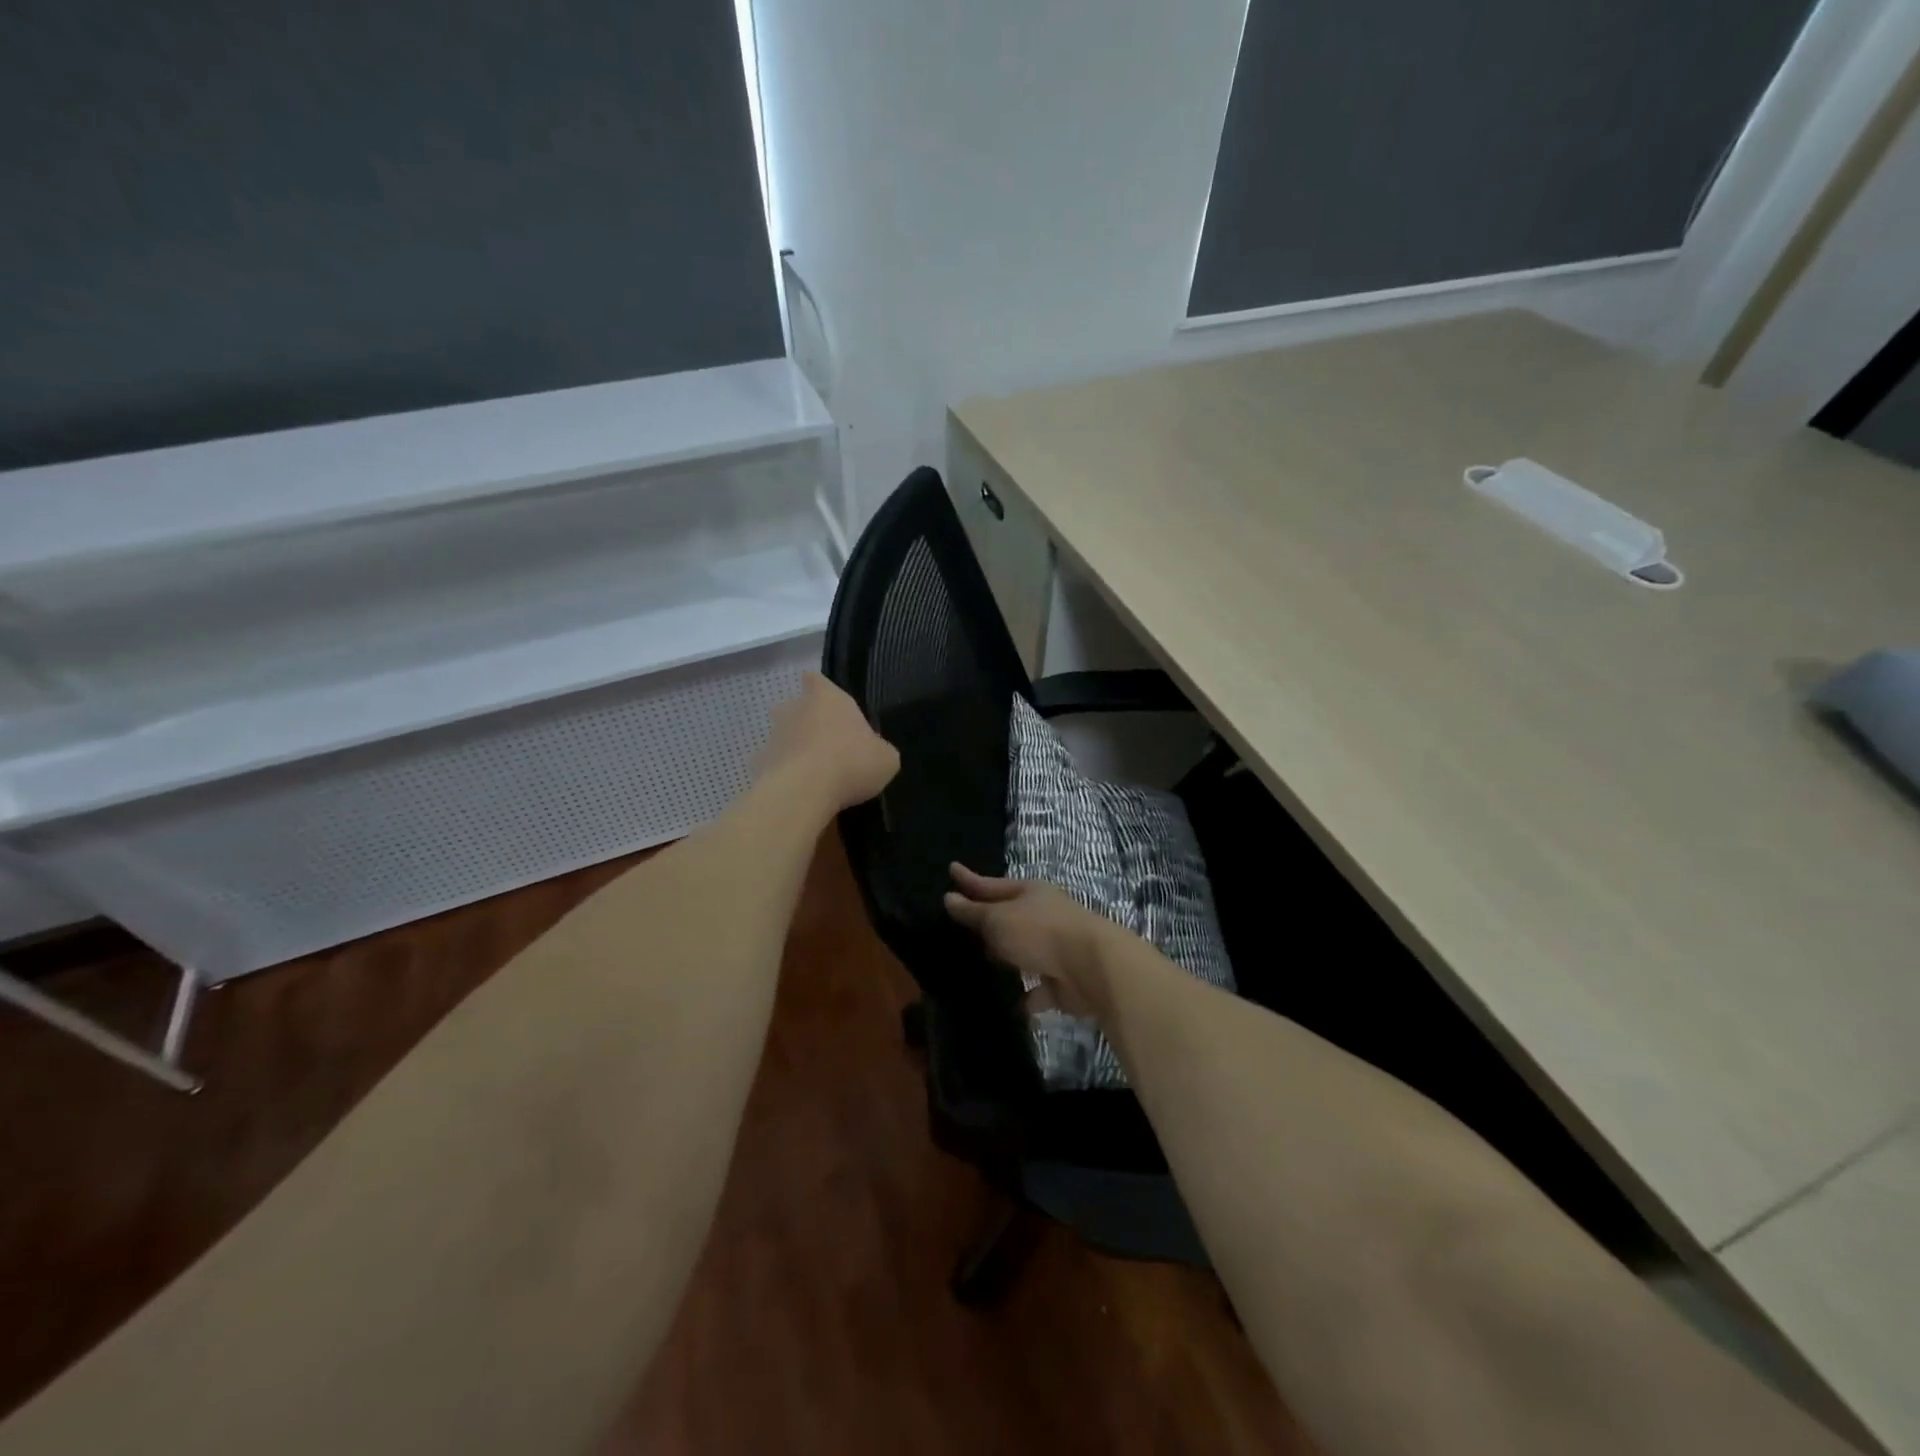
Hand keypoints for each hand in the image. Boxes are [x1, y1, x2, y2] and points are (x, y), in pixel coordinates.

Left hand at [756, 673, 899, 812]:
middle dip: (806, 721)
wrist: (804, 792)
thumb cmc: (851, 763)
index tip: (827, 703)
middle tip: (825, 743)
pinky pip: (774, 765)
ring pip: (783, 736)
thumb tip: (875, 753)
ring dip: (794, 749)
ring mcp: (774, 736)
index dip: (820, 689)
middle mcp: (795, 709)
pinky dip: (783, 775)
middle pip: (796, 707)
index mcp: (828, 698)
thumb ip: (879, 750)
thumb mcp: (885, 759)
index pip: (816, 680)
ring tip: (812, 773)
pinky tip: (798, 792)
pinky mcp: (759, 763)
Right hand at [943, 864, 1119, 1016]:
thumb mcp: (999, 919)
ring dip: (1008, 957)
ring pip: (1024, 951)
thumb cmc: (1040, 932)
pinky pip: (1038, 988)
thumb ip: (974, 913)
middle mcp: (1045, 915)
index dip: (970, 880)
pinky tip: (1010, 1004)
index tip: (951, 869)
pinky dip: (1027, 995)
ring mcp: (1056, 948)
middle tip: (963, 921)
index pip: (992, 884)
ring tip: (981, 965)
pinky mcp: (1064, 981)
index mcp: (1030, 892)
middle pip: (1010, 916)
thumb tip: (949, 898)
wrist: (1093, 967)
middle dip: (989, 919)